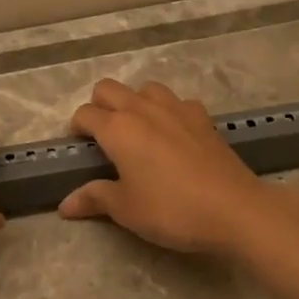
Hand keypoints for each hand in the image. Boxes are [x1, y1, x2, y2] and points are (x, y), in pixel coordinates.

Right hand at [59, 80, 275, 255]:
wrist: (234, 209)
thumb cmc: (171, 210)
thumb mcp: (126, 209)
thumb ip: (94, 199)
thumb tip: (65, 205)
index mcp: (118, 129)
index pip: (85, 114)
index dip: (76, 129)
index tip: (80, 149)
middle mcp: (143, 109)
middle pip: (109, 88)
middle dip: (98, 106)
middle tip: (103, 137)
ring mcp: (176, 108)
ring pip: (144, 88)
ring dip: (134, 102)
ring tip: (138, 132)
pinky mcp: (203, 117)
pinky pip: (177, 102)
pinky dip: (167, 111)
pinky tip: (173, 136)